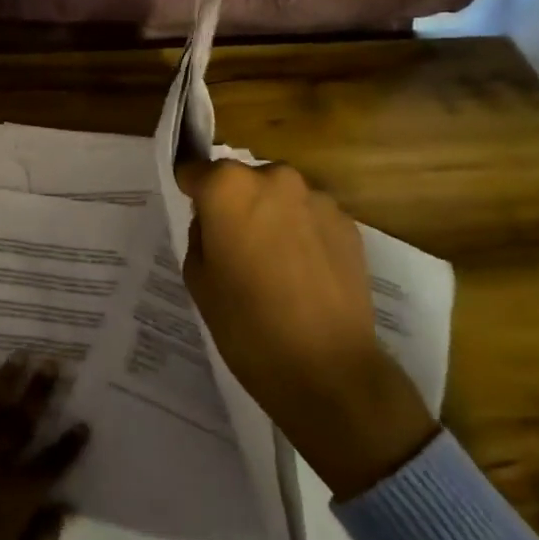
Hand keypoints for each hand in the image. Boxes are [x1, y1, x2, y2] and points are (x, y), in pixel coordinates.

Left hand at [0, 355, 89, 539]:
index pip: (51, 464)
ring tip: (18, 355)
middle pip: (20, 423)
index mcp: (15, 503)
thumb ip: (41, 539)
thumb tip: (64, 505)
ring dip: (4, 380)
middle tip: (52, 361)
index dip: (70, 444)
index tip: (83, 421)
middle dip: (39, 391)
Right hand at [175, 159, 436, 497]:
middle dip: (234, 202)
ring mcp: (317, 198)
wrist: (328, 369)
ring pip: (278, 196)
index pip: (195, 170)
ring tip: (271, 263)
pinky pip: (310, 217)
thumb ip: (201, 233)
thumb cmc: (246, 324)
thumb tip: (215, 221)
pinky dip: (301, 233)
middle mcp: (274, 178)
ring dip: (270, 216)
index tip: (191, 213)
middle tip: (232, 244)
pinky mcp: (348, 223)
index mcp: (227, 187)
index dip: (190, 191)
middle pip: (241, 180)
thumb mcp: (197, 277)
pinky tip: (301, 273)